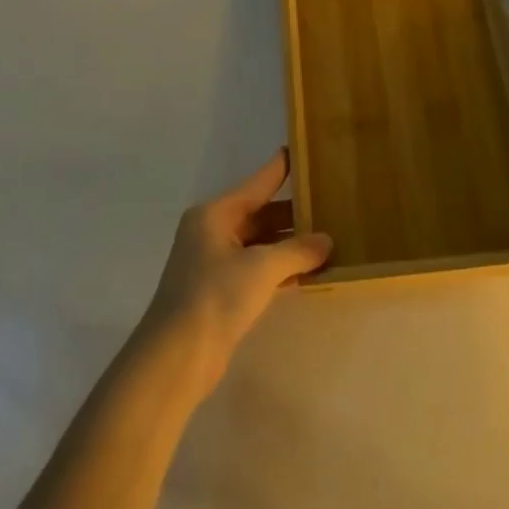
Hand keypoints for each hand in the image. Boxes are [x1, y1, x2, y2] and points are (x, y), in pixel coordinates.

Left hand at [141, 149, 331, 395]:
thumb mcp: (262, 268)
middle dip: (293, 213)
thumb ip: (297, 250)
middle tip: (331, 204)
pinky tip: (308, 270)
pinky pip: (256, 267)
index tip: (303, 151)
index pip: (257, 183)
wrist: (177, 357)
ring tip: (328, 238)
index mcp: (215, 214)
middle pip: (260, 213)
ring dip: (289, 244)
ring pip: (259, 243)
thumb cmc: (216, 297)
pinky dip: (280, 267)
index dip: (281, 168)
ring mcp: (214, 262)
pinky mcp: (219, 291)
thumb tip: (327, 241)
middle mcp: (212, 231)